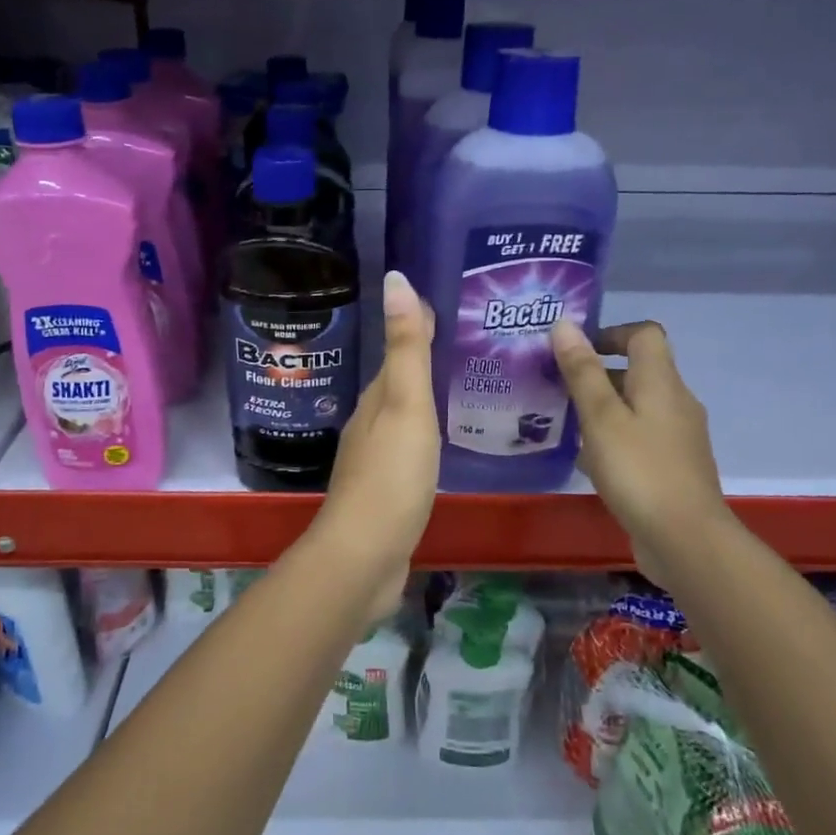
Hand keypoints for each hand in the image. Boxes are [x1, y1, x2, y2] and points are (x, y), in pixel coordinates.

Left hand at [312, 271, 439, 605]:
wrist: (365, 556)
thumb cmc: (391, 476)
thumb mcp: (405, 406)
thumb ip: (406, 348)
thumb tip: (396, 278)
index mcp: (376, 399)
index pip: (398, 350)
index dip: (419, 324)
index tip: (450, 302)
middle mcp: (371, 422)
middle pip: (399, 380)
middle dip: (426, 358)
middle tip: (471, 340)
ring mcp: (377, 458)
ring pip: (404, 414)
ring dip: (426, 396)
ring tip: (465, 382)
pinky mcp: (388, 490)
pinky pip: (411, 447)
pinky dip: (427, 433)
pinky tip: (445, 440)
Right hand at [550, 318, 731, 560]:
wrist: (686, 540)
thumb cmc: (639, 470)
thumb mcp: (601, 418)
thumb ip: (583, 371)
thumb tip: (565, 324)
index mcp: (661, 382)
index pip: (644, 335)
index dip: (610, 333)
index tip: (574, 350)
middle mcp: (675, 402)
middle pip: (639, 370)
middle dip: (597, 372)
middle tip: (556, 385)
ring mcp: (678, 437)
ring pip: (637, 406)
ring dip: (602, 407)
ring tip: (563, 421)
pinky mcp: (673, 467)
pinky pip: (640, 437)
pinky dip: (613, 437)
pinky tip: (587, 460)